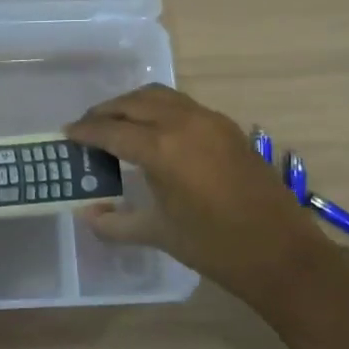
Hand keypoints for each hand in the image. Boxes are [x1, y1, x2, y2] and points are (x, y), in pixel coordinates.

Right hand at [65, 84, 345, 300]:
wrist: (281, 252)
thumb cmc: (214, 246)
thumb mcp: (158, 233)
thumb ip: (115, 222)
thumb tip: (87, 214)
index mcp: (161, 148)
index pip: (111, 130)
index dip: (85, 131)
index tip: (67, 133)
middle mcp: (182, 123)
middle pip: (133, 103)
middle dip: (106, 112)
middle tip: (88, 127)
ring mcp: (209, 120)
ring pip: (159, 96)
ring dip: (133, 104)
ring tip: (117, 123)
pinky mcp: (227, 126)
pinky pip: (182, 104)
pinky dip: (159, 108)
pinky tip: (154, 131)